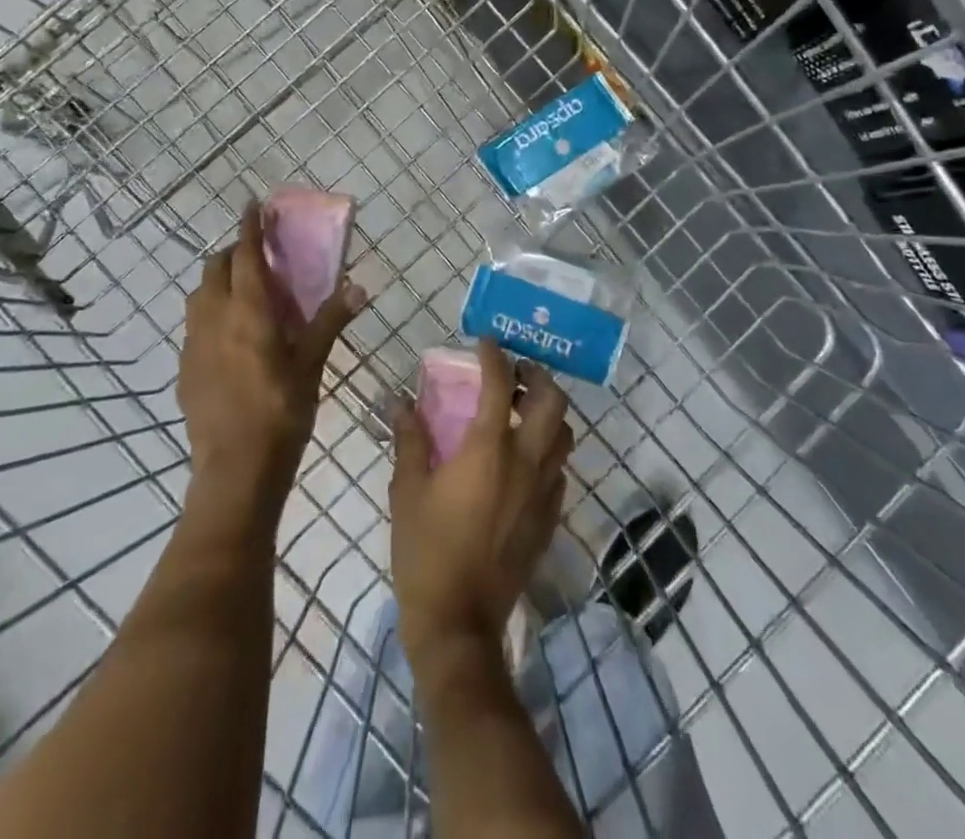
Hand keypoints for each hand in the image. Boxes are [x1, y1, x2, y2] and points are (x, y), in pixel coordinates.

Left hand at [179, 204, 363, 518]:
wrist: (235, 470)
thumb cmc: (282, 411)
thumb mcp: (312, 364)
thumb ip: (330, 321)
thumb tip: (359, 286)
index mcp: (248, 312)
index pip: (245, 255)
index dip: (249, 227)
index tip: (252, 204)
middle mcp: (213, 319)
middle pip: (214, 269)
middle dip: (232, 253)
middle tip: (257, 256)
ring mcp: (193, 345)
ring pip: (198, 296)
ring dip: (217, 282)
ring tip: (244, 293)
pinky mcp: (185, 369)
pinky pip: (194, 326)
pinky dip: (210, 313)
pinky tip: (230, 337)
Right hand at [389, 342, 573, 667]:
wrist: (458, 622)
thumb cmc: (425, 551)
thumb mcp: (407, 490)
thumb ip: (409, 439)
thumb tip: (400, 400)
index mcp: (488, 449)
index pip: (501, 385)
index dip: (494, 356)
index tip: (486, 342)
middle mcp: (526, 462)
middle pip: (553, 402)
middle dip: (538, 377)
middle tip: (515, 373)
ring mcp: (543, 491)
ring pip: (564, 434)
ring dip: (549, 412)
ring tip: (523, 410)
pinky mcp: (549, 517)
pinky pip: (560, 469)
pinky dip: (548, 450)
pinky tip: (525, 458)